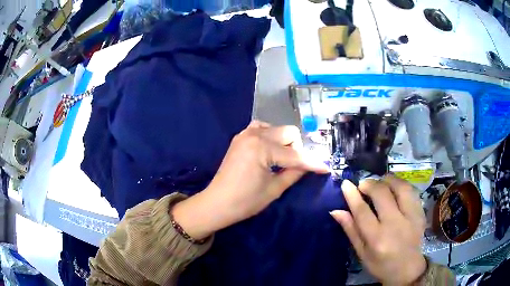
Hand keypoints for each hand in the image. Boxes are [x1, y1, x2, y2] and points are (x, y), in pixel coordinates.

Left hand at [172, 121, 328, 239]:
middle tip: (297, 166)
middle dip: (297, 148)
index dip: (312, 163)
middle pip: (289, 132)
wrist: (217, 202)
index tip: (325, 168)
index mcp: (262, 148)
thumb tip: (311, 165)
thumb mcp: (274, 189)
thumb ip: (295, 173)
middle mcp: (254, 135)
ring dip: (284, 141)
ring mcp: (245, 134)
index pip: (295, 155)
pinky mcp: (240, 137)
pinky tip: (269, 150)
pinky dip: (270, 136)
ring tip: (282, 159)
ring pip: (276, 128)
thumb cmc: (245, 201)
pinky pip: (261, 128)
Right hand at [330, 176, 426, 284]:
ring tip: (381, 182)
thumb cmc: (381, 265)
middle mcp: (395, 225)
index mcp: (377, 239)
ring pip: (400, 187)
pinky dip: (401, 185)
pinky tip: (395, 187)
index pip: (362, 211)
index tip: (346, 183)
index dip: (352, 195)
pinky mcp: (420, 213)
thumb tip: (336, 211)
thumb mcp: (362, 253)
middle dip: (370, 184)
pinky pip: (412, 191)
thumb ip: (351, 230)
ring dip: (388, 180)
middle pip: (382, 194)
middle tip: (363, 185)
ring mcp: (411, 217)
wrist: (408, 270)